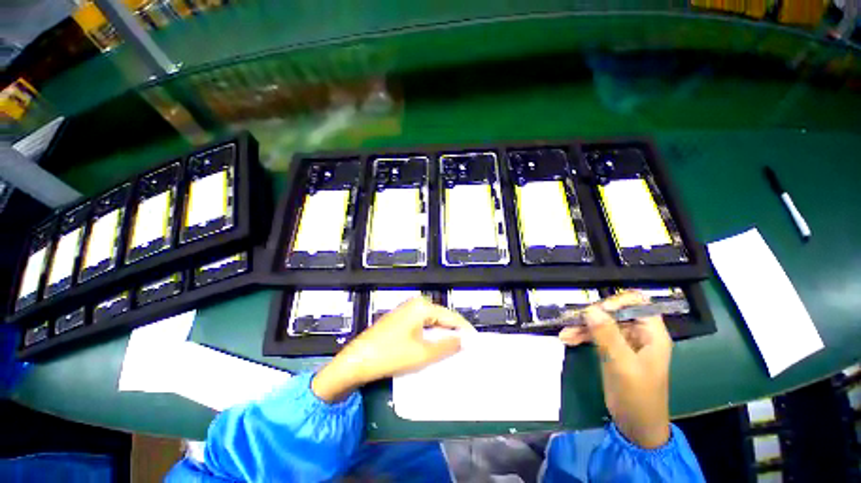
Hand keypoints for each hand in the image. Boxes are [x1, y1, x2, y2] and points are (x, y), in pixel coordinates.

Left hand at [312, 297, 475, 402]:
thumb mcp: (423, 352)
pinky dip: (430, 338)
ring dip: (441, 337)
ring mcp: (406, 312)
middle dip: (453, 334)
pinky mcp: (400, 321)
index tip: (476, 344)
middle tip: (466, 351)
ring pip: (431, 324)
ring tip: (453, 352)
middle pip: (441, 318)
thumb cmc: (390, 355)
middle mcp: (415, 304)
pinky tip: (434, 350)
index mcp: (422, 306)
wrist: (356, 361)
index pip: (450, 316)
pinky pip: (421, 327)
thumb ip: (447, 345)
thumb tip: (465, 340)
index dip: (464, 330)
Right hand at [559, 291, 672, 448]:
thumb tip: (590, 310)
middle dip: (593, 315)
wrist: (635, 426)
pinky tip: (567, 339)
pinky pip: (594, 335)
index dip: (617, 302)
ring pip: (601, 322)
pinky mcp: (611, 350)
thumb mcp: (623, 366)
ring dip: (582, 326)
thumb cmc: (638, 397)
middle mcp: (638, 334)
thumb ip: (608, 336)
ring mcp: (623, 342)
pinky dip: (580, 335)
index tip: (597, 311)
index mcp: (651, 334)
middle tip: (574, 320)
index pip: (638, 304)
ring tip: (565, 333)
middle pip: (614, 311)